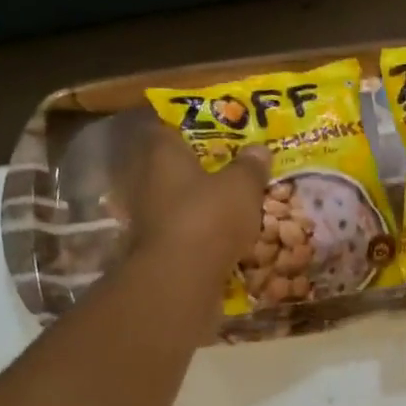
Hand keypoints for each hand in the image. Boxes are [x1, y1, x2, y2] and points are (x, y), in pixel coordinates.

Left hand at [123, 124, 270, 280]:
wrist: (181, 278)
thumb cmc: (209, 217)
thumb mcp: (242, 186)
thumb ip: (250, 166)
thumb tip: (258, 149)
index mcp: (162, 153)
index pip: (169, 127)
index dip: (193, 127)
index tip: (217, 131)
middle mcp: (147, 180)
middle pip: (173, 166)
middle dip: (199, 169)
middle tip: (231, 169)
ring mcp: (147, 216)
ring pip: (177, 201)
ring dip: (199, 203)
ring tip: (231, 205)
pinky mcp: (155, 248)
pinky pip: (182, 231)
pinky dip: (198, 232)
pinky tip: (222, 236)